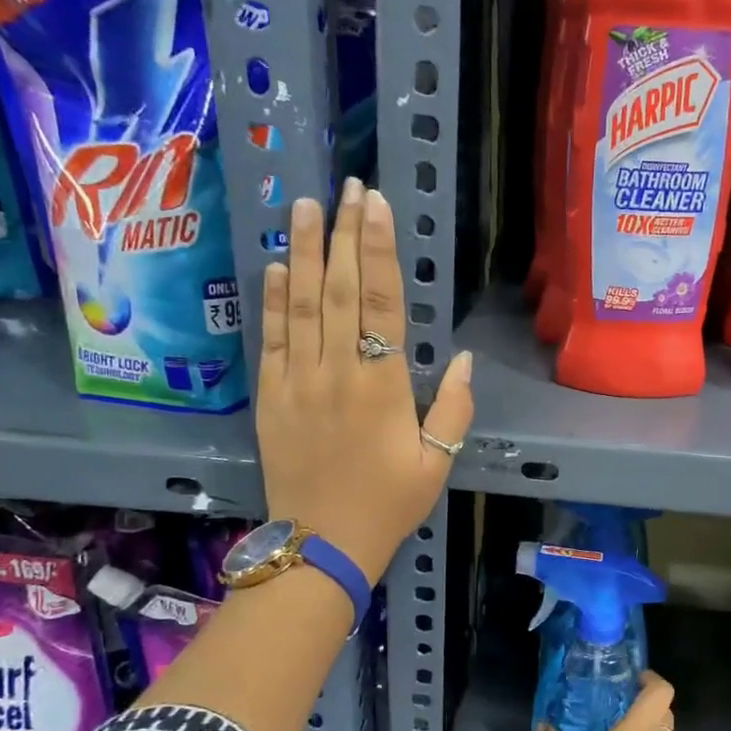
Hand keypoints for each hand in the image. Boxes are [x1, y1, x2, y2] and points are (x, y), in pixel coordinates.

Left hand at [256, 179, 472, 583]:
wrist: (322, 544)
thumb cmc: (388, 504)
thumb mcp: (437, 463)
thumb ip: (453, 408)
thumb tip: (460, 357)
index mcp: (383, 387)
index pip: (383, 303)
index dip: (380, 250)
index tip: (376, 206)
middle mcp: (338, 373)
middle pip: (342, 290)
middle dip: (345, 234)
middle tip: (346, 185)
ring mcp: (298, 382)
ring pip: (302, 304)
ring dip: (306, 251)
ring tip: (307, 206)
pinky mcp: (270, 397)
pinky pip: (271, 339)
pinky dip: (274, 299)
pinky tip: (280, 265)